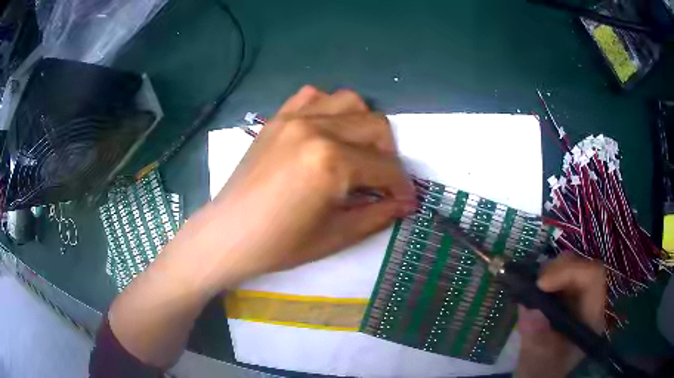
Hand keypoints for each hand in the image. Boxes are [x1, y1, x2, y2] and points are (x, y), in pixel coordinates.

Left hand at [181, 85, 415, 290]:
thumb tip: (405, 203)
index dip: (402, 187)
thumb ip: (378, 214)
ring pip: (350, 101)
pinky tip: (326, 132)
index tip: (407, 200)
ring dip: (363, 126)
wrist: (229, 234)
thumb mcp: (336, 236)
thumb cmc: (280, 244)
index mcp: (331, 162)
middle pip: (376, 126)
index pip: (386, 167)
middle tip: (382, 180)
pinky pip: (313, 96)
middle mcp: (316, 128)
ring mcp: (294, 118)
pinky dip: (329, 109)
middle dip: (389, 155)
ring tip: (356, 152)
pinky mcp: (277, 118)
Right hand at [516, 252, 605, 377]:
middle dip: (556, 269)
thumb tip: (531, 308)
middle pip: (581, 265)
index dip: (569, 272)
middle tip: (533, 285)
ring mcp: (577, 297)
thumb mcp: (538, 361)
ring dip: (548, 272)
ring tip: (530, 289)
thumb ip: (537, 339)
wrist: (539, 375)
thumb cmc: (543, 372)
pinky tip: (531, 290)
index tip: (541, 285)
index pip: (592, 276)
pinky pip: (558, 274)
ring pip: (570, 266)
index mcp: (591, 316)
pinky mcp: (565, 296)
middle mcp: (589, 301)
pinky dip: (543, 276)